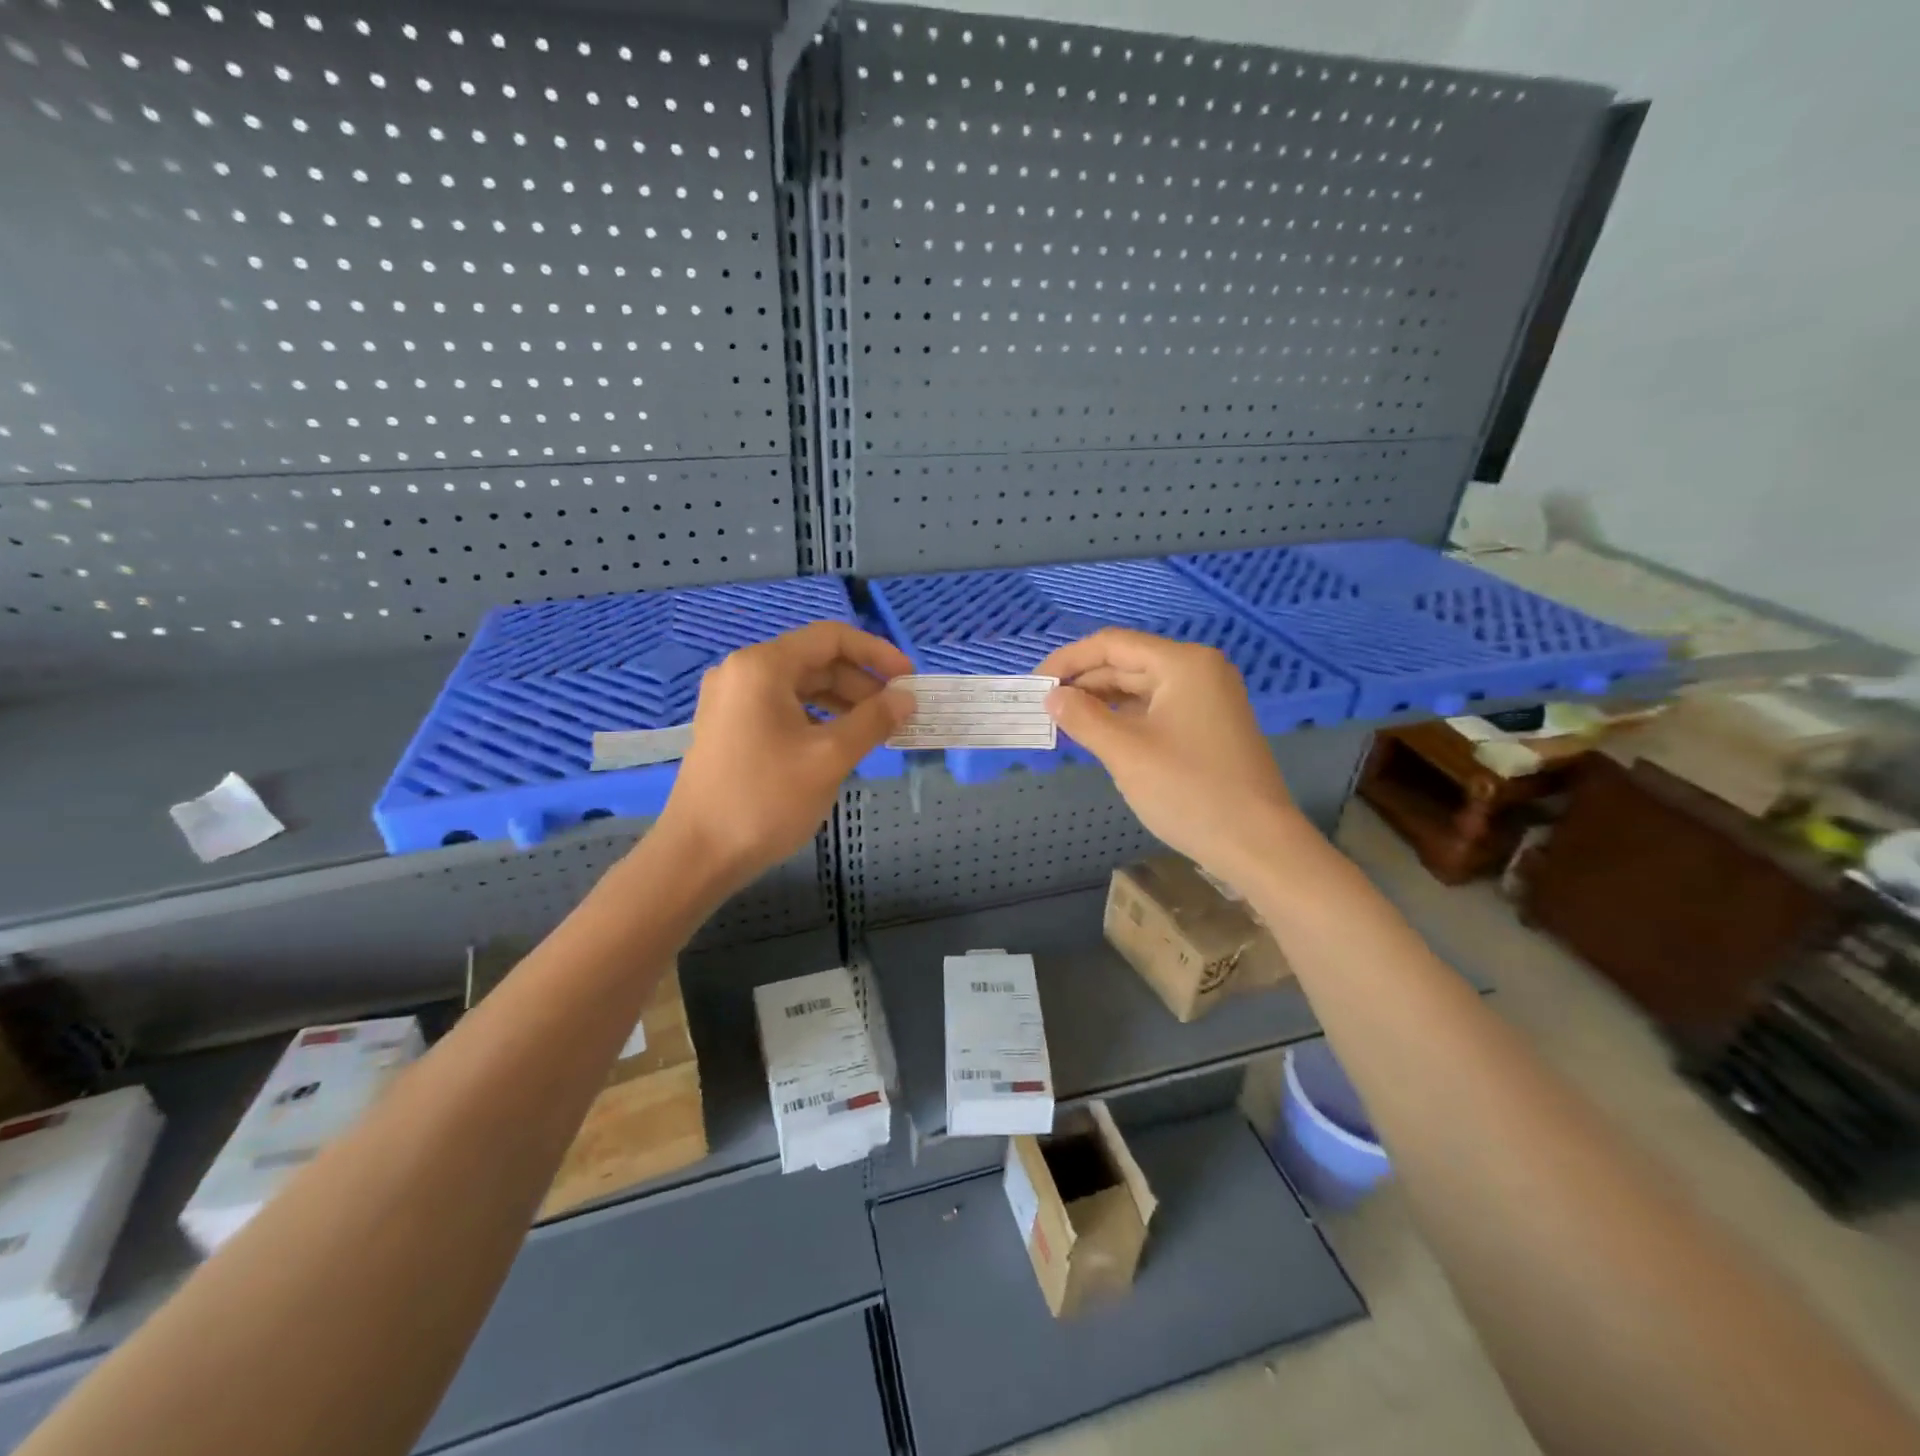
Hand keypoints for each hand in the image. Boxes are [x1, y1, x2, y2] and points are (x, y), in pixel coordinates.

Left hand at [656, 622, 912, 892]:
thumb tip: (907, 698)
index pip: (831, 638)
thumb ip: (874, 721)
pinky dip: (817, 718)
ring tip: (876, 730)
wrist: (698, 855)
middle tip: (898, 713)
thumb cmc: (766, 800)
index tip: (909, 679)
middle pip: (816, 661)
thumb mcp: (829, 758)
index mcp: (764, 666)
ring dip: (843, 702)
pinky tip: (840, 743)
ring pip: (800, 687)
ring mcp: (732, 700)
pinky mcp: (729, 727)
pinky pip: (783, 708)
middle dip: (862, 683)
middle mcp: (743, 672)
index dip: (877, 653)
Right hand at [1036, 628, 1308, 882]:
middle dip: (1083, 683)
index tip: (1035, 684)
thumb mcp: (1126, 752)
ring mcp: (1207, 698)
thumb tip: (1052, 697)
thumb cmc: (1188, 791)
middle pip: (1127, 663)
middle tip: (1044, 708)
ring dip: (1102, 702)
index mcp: (1183, 664)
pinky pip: (1157, 709)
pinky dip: (1125, 718)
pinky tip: (1099, 734)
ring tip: (1064, 721)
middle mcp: (1198, 671)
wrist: (1257, 844)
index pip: (1112, 644)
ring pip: (1141, 688)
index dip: (1068, 660)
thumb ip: (1083, 718)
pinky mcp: (1208, 725)